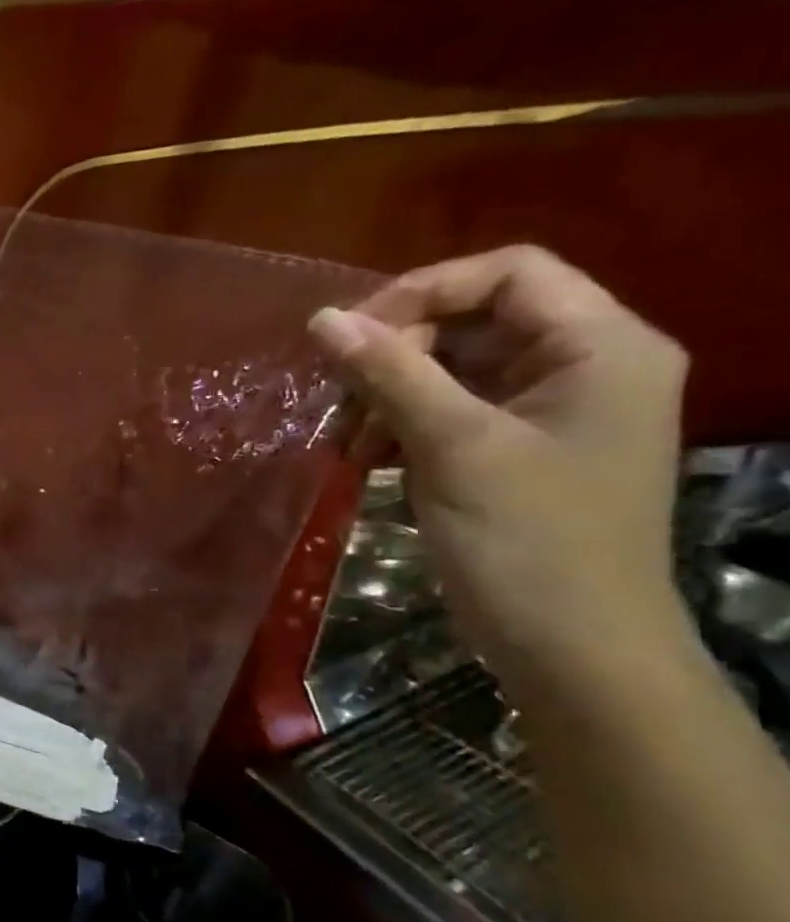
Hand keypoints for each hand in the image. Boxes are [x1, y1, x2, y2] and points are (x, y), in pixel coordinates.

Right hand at [308, 246, 689, 680]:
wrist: (570, 646)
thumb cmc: (526, 540)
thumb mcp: (452, 446)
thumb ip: (389, 374)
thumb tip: (321, 320)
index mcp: (599, 347)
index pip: (508, 275)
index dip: (422, 292)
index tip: (348, 336)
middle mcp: (581, 366)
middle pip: (473, 323)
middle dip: (393, 356)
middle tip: (334, 399)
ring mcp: (547, 413)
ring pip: (450, 371)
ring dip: (385, 397)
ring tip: (342, 443)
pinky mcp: (513, 452)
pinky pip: (447, 415)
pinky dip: (398, 430)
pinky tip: (362, 462)